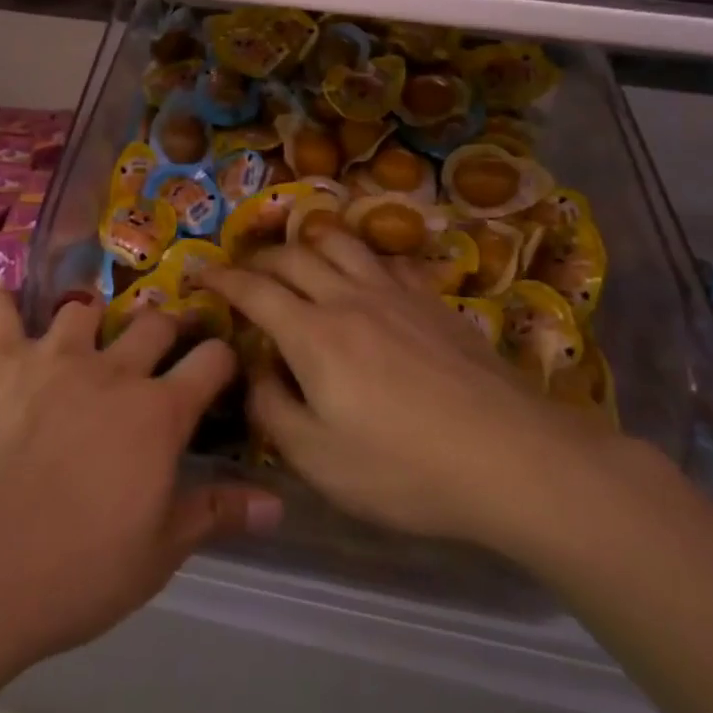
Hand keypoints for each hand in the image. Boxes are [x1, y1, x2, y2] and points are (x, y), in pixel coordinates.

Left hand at [0, 287, 279, 676]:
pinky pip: (1, 311)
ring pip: (84, 309)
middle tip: (160, 348)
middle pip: (154, 324)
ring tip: (85, 337)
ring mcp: (52, 357)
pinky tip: (4, 296)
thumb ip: (215, 514)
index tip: (221, 368)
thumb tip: (276, 502)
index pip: (212, 361)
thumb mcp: (156, 555)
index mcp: (158, 414)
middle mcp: (111, 370)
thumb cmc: (72, 573)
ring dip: (91, 320)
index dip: (223, 359)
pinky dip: (4, 301)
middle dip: (166, 331)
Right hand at [200, 227, 633, 564]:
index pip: (254, 290)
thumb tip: (255, 374)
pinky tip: (366, 279)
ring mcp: (395, 294)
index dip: (222, 278)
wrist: (512, 458)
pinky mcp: (432, 302)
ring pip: (340, 243)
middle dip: (258, 259)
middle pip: (292, 257)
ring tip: (299, 260)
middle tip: (243, 272)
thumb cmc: (405, 469)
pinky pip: (386, 260)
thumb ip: (273, 411)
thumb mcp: (319, 460)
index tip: (200, 272)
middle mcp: (349, 298)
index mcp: (313, 334)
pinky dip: (362, 259)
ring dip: (308, 243)